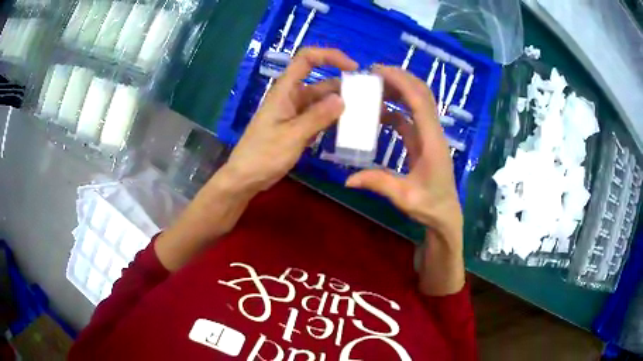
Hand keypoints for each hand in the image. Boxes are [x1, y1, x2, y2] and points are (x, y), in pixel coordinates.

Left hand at [222, 47, 357, 194]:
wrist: (245, 177)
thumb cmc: (263, 155)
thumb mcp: (292, 136)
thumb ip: (317, 117)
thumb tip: (342, 99)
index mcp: (285, 90)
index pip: (306, 59)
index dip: (329, 56)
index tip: (353, 68)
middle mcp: (292, 97)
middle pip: (321, 82)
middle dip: (345, 86)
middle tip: (370, 100)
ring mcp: (295, 113)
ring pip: (323, 102)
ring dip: (342, 105)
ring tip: (365, 114)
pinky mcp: (298, 127)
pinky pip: (320, 118)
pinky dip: (334, 120)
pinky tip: (350, 128)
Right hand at [346, 65, 464, 294]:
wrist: (445, 216)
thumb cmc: (430, 207)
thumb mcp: (404, 197)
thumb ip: (378, 184)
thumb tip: (347, 179)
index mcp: (432, 141)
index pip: (419, 102)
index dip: (401, 82)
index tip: (378, 71)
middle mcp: (433, 133)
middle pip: (422, 94)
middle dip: (400, 79)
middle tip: (373, 73)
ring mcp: (430, 136)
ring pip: (418, 103)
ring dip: (399, 91)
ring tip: (374, 86)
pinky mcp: (424, 142)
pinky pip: (410, 118)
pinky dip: (396, 110)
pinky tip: (379, 112)